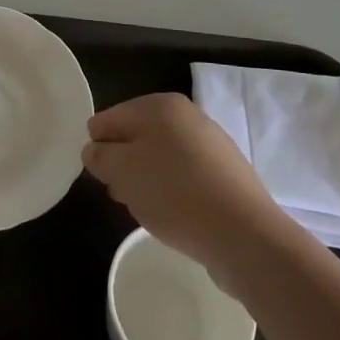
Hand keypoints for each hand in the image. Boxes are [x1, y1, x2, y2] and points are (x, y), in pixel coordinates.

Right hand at [83, 92, 286, 282]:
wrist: (244, 234)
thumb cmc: (174, 193)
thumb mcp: (122, 172)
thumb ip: (100, 156)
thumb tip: (95, 150)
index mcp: (159, 105)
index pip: (109, 118)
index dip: (98, 148)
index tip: (101, 178)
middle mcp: (187, 115)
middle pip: (137, 136)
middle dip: (123, 164)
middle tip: (121, 195)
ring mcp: (210, 143)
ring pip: (161, 157)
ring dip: (146, 180)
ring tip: (147, 210)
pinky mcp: (226, 173)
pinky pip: (185, 175)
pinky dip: (172, 191)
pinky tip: (174, 216)